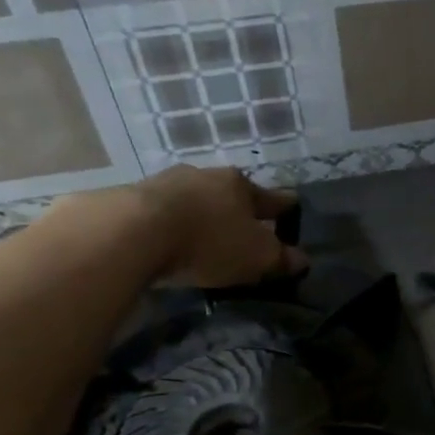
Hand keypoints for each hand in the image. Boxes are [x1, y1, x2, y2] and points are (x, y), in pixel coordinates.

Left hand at [130, 167, 306, 287]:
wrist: (132, 232)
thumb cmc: (209, 241)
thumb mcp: (257, 257)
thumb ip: (281, 259)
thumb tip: (302, 259)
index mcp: (241, 185)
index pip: (272, 198)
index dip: (284, 208)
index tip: (292, 208)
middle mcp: (206, 175)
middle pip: (230, 194)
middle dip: (238, 210)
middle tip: (244, 229)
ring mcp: (166, 182)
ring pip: (195, 199)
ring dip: (201, 214)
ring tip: (203, 235)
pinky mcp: (132, 197)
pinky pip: (163, 212)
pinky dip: (171, 223)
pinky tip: (169, 238)